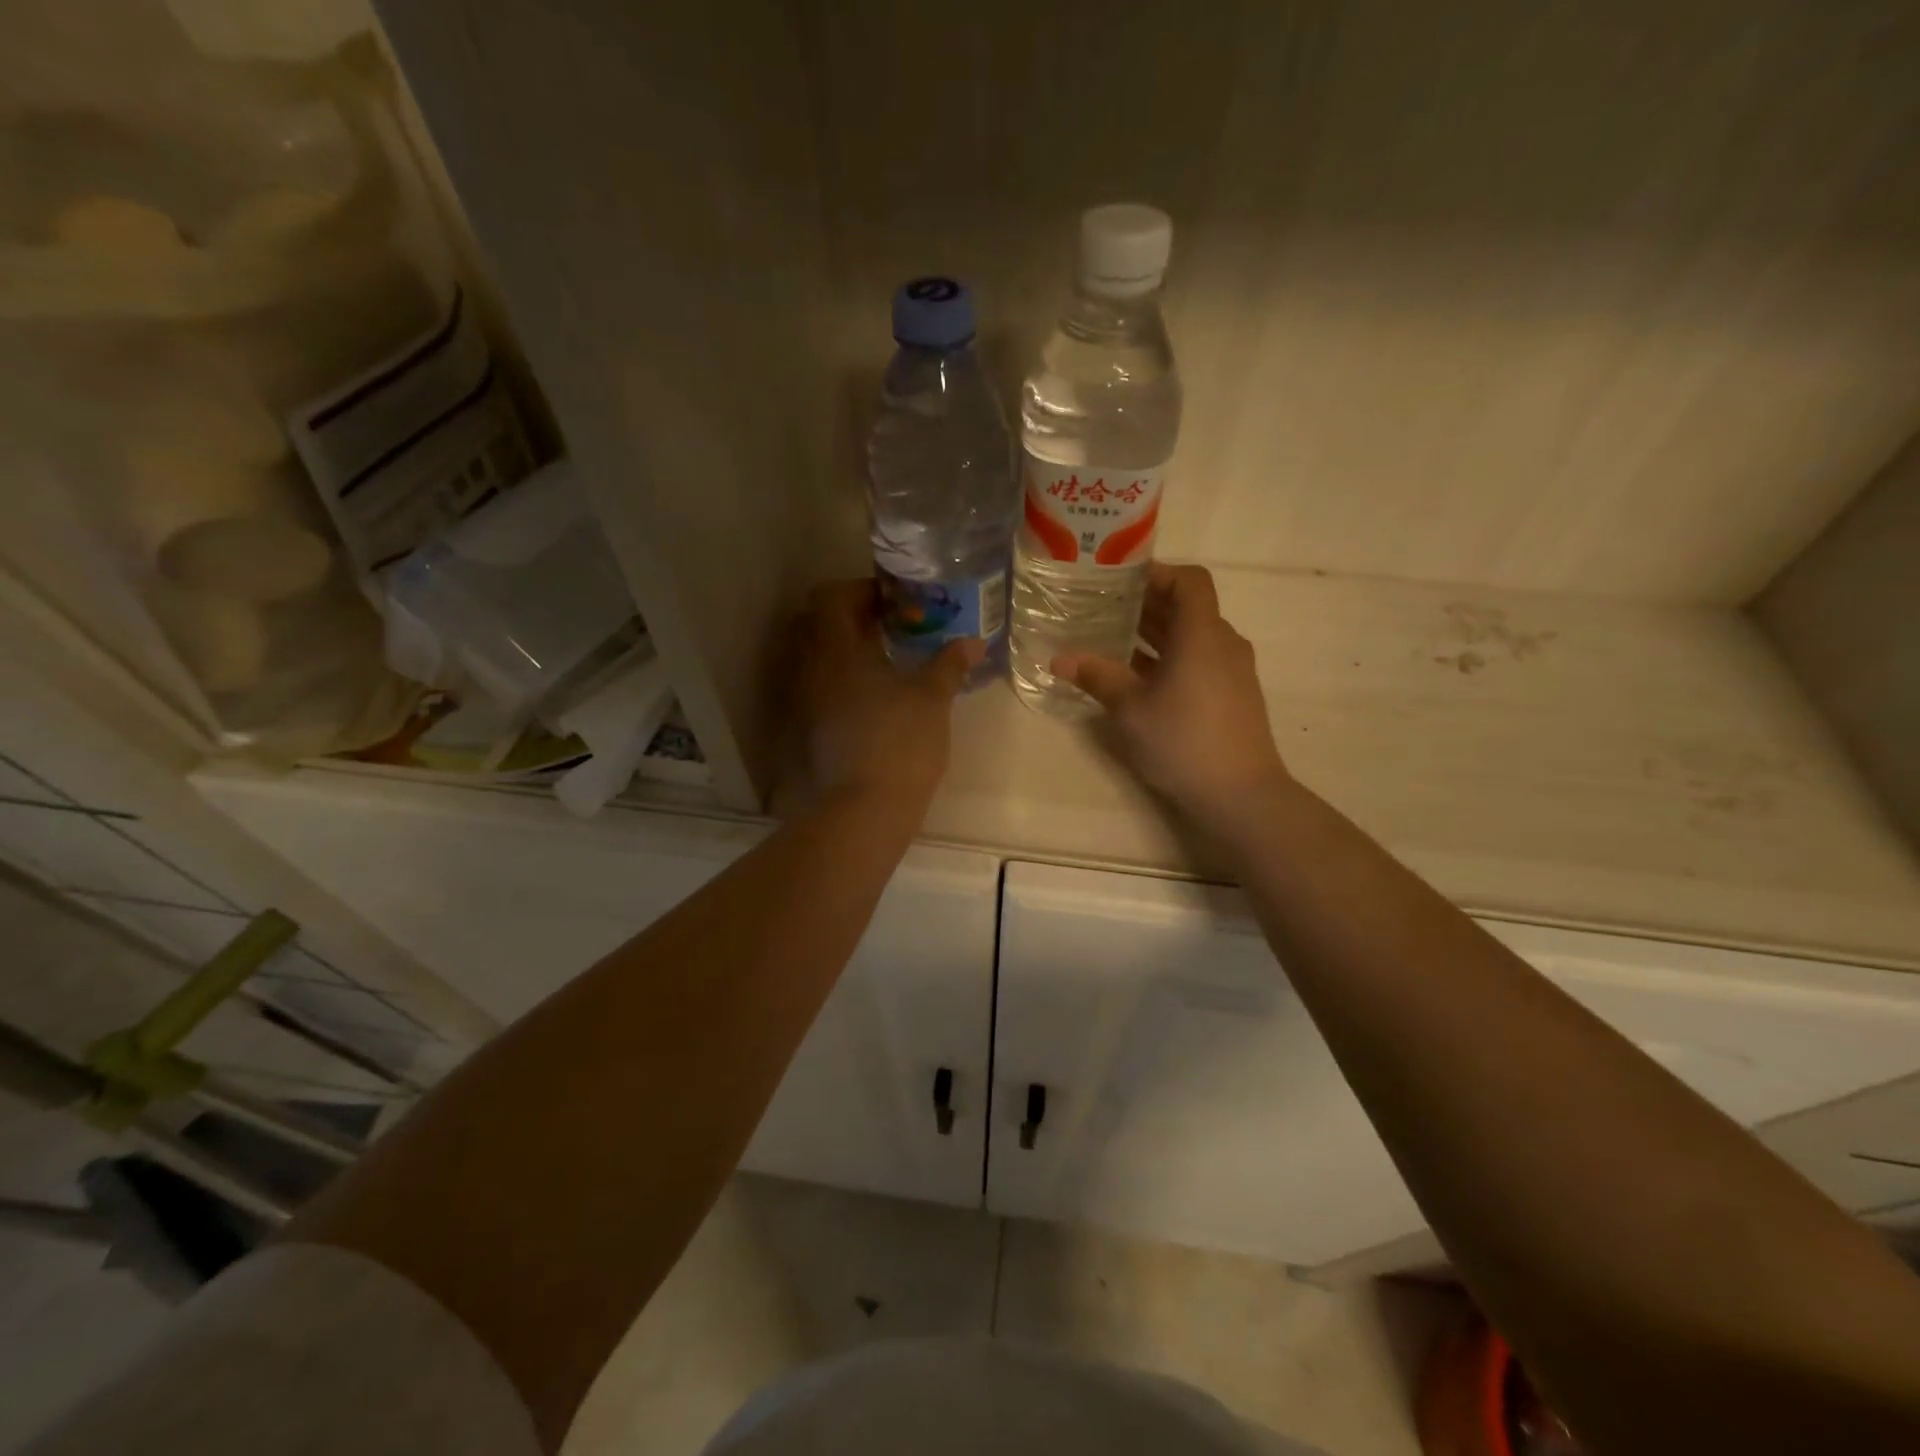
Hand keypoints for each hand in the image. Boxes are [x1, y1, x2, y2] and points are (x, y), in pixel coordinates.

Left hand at [792, 580, 981, 812]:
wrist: (865, 808)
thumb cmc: (899, 741)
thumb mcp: (932, 697)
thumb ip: (949, 664)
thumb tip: (974, 643)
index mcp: (835, 649)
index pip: (830, 597)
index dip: (860, 590)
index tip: (894, 602)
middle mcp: (811, 668)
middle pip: (816, 623)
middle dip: (851, 618)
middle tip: (890, 626)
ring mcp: (806, 700)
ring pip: (817, 657)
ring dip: (846, 649)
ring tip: (886, 660)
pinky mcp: (811, 727)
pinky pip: (821, 686)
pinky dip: (843, 678)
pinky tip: (876, 695)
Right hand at [1054, 564, 1290, 838]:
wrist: (1241, 795)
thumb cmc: (1183, 741)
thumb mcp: (1130, 709)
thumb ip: (1097, 676)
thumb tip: (1059, 659)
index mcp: (1202, 634)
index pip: (1189, 581)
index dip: (1156, 573)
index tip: (1120, 580)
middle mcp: (1223, 643)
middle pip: (1188, 608)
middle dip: (1147, 604)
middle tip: (1103, 607)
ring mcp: (1232, 671)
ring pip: (1192, 637)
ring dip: (1156, 633)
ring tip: (1113, 639)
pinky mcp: (1233, 696)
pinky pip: (1199, 660)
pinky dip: (1170, 658)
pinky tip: (1138, 677)